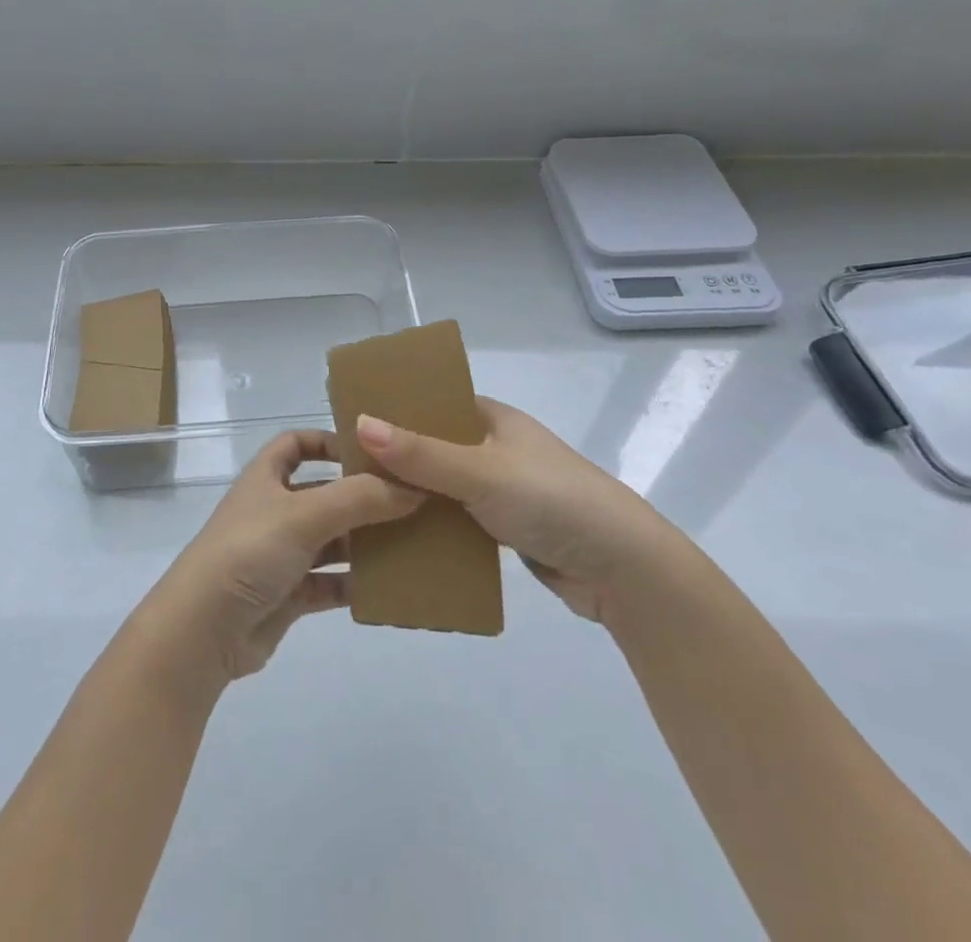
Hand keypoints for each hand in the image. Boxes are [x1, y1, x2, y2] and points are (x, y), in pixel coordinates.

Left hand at [137, 430, 423, 690]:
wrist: (203, 630)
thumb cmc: (249, 552)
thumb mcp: (304, 514)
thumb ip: (359, 499)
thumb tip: (413, 488)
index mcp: (266, 477)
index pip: (296, 444)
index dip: (328, 441)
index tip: (370, 452)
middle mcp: (273, 510)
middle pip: (323, 493)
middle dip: (361, 496)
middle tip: (411, 500)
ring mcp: (280, 554)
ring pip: (331, 540)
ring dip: (364, 542)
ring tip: (412, 542)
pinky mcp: (287, 595)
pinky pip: (330, 583)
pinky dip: (355, 584)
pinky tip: (389, 587)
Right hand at [356, 398, 693, 625]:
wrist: (623, 569)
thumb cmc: (551, 501)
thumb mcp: (481, 472)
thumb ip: (421, 453)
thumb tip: (360, 423)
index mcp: (494, 419)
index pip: (436, 403)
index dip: (397, 409)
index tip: (352, 423)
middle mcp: (497, 448)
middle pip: (436, 446)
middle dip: (397, 459)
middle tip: (347, 472)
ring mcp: (504, 489)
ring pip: (445, 487)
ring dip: (414, 497)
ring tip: (363, 506)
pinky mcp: (509, 528)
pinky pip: (459, 521)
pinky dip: (434, 527)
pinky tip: (400, 539)